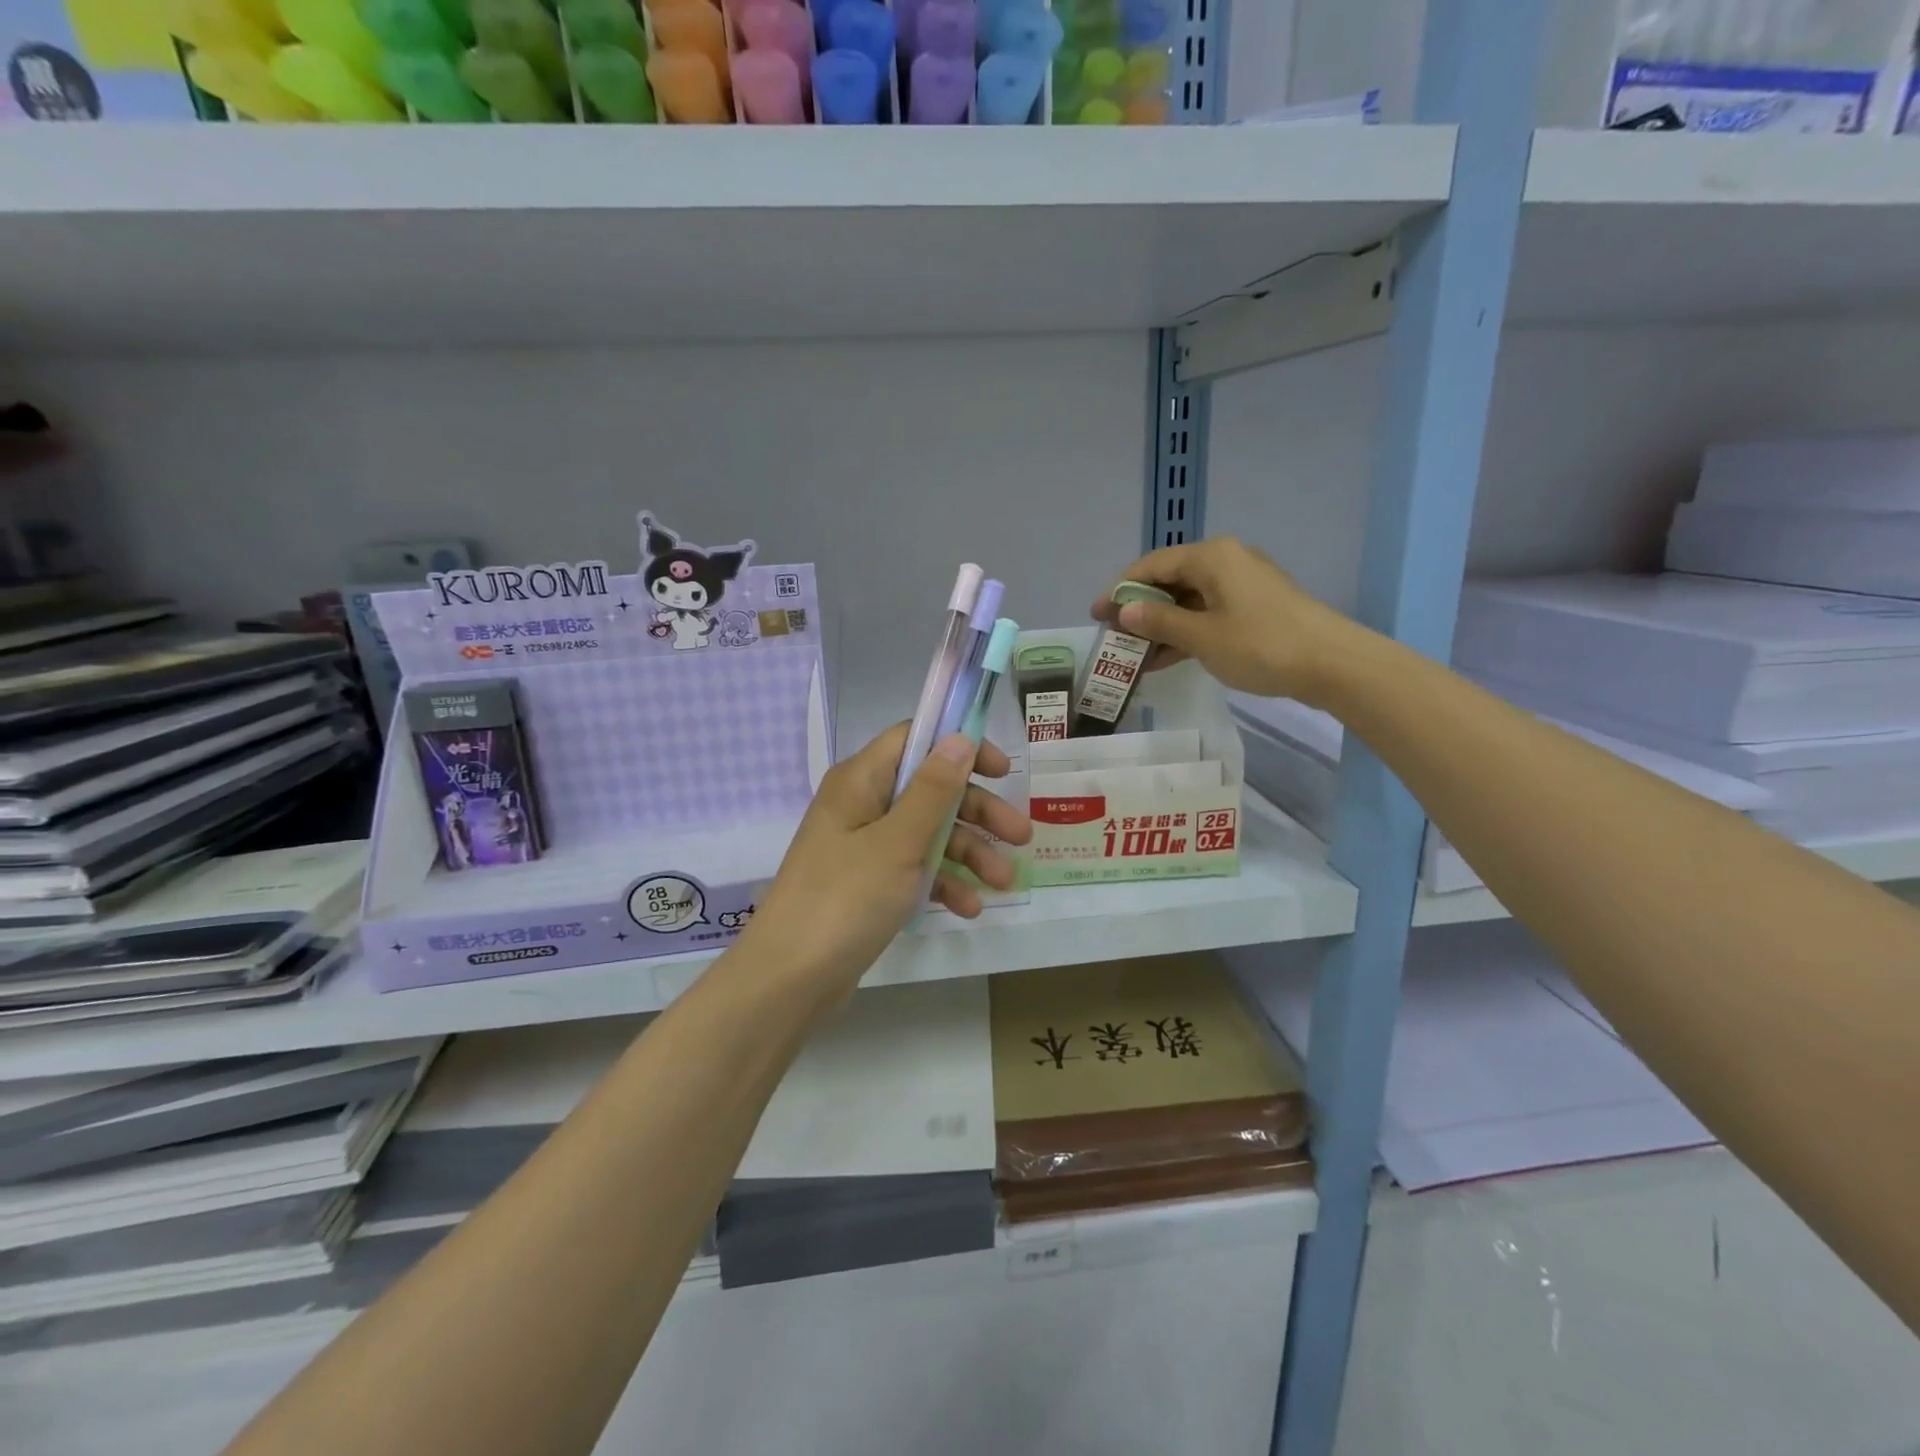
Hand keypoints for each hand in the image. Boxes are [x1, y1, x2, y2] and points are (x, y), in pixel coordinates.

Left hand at [735, 724, 1031, 1001]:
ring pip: (928, 834)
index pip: (915, 740)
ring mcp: (864, 847)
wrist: (790, 980)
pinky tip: (969, 908)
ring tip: (1004, 883)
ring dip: (968, 853)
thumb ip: (933, 790)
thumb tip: (959, 738)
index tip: (1002, 771)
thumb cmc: (845, 899)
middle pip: (930, 790)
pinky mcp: (868, 885)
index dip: (960, 747)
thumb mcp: (898, 842)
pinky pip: (914, 871)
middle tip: (1021, 836)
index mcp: (861, 781)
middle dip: (978, 812)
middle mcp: (862, 806)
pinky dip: (942, 883)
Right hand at [1091, 537, 1354, 702]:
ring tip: (1132, 654)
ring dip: (1160, 626)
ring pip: (1188, 601)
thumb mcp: (1201, 637)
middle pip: (1169, 581)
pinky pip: (1207, 614)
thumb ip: (1159, 623)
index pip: (1151, 565)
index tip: (1096, 615)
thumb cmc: (1262, 645)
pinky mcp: (1254, 608)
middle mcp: (1225, 562)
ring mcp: (1242, 586)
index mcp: (1211, 557)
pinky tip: (1163, 659)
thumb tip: (1125, 611)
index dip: (1120, 590)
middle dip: (1139, 610)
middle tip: (1113, 636)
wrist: (1333, 664)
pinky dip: (1185, 633)